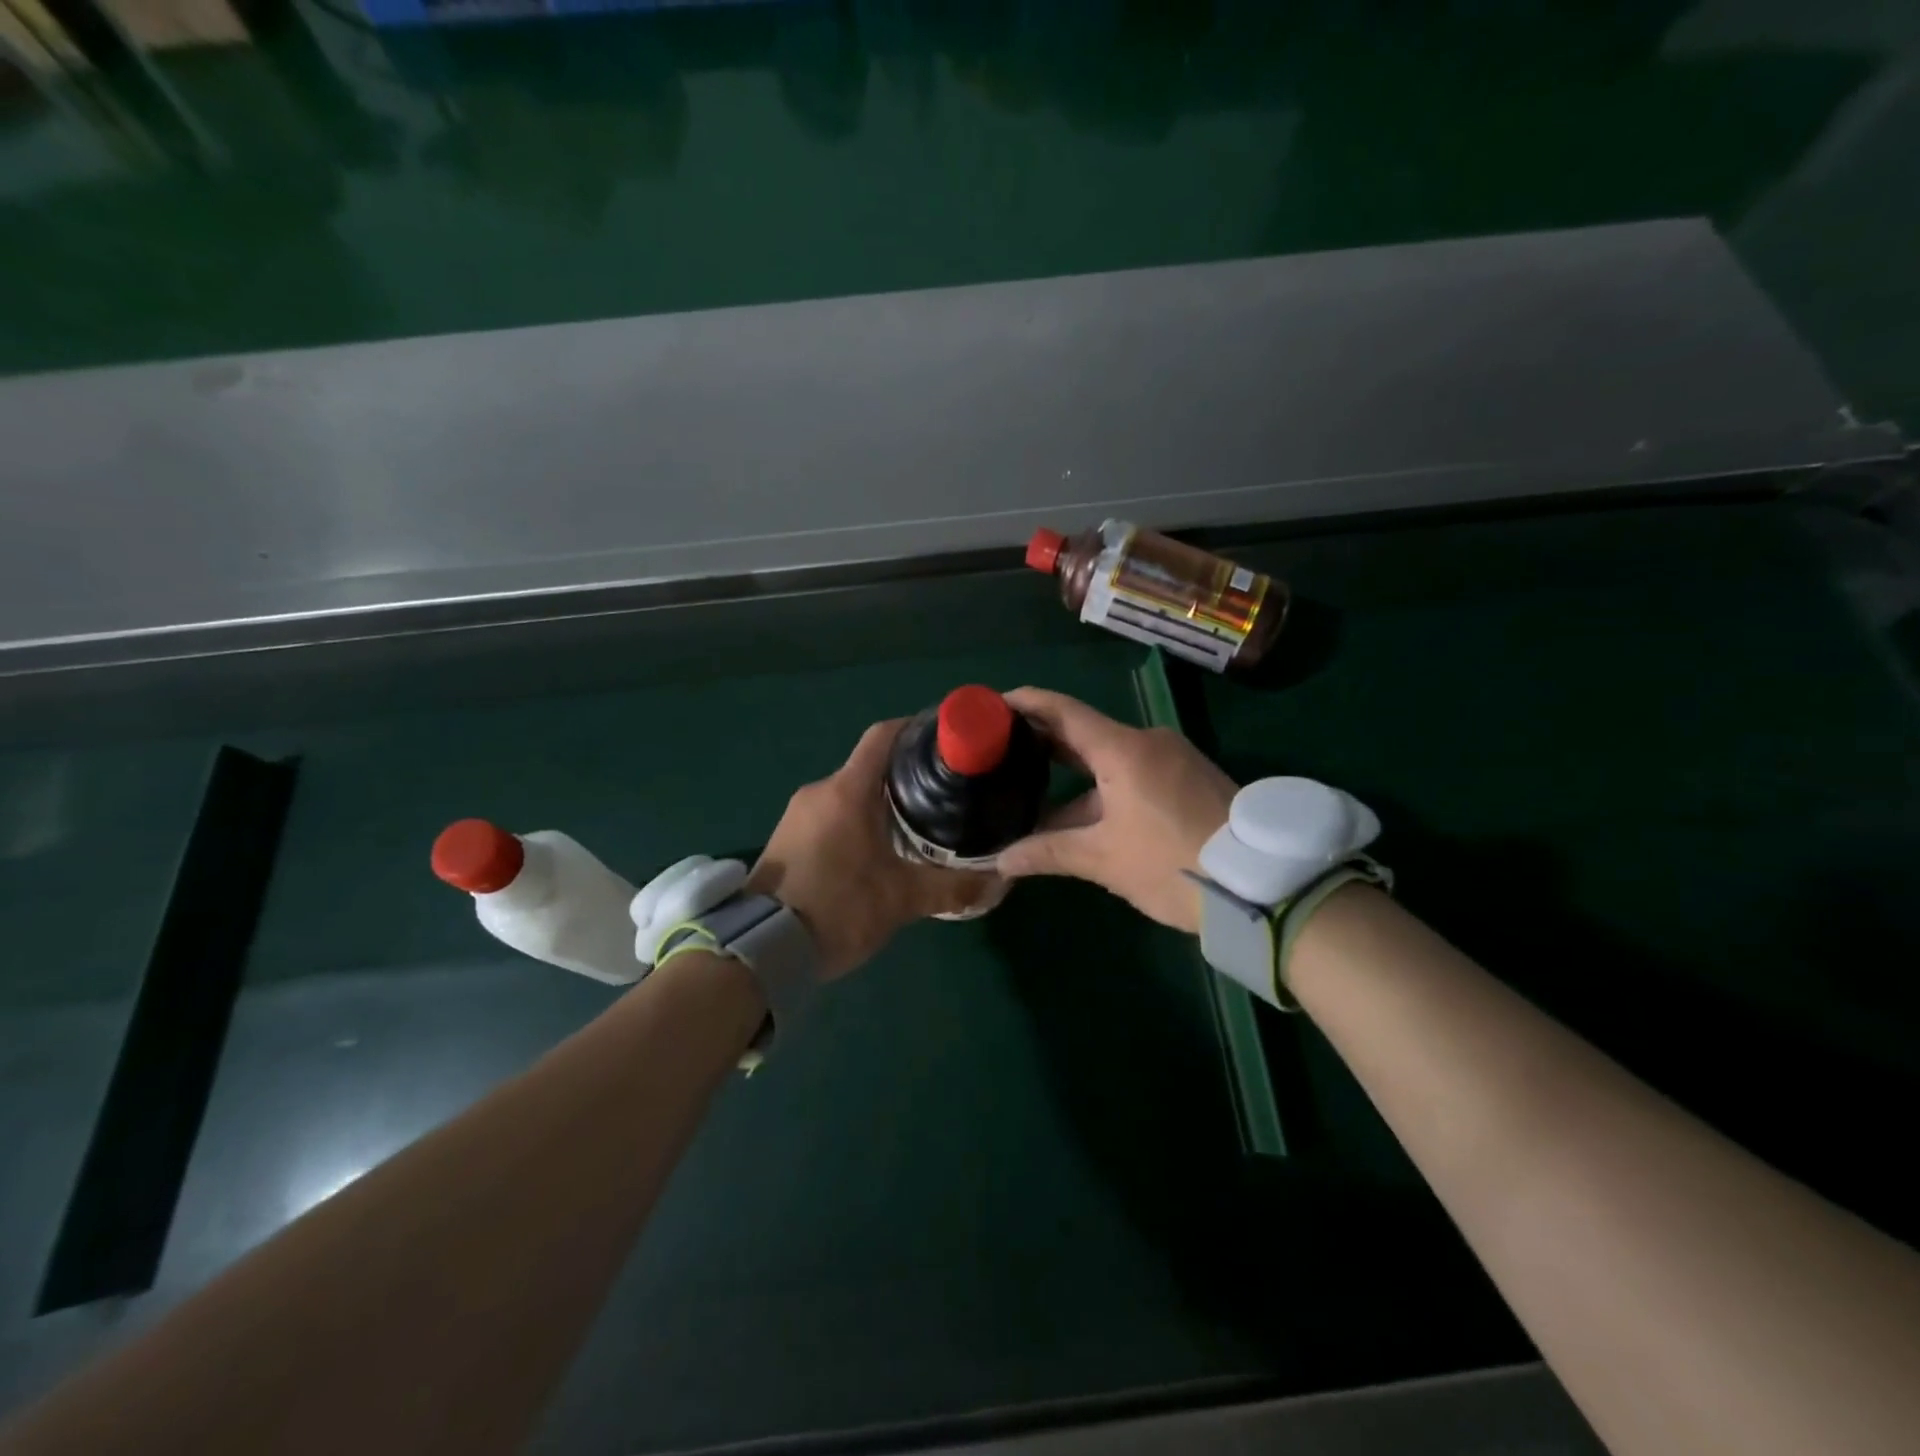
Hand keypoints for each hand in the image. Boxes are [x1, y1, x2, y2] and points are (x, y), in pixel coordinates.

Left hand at [746, 719, 996, 979]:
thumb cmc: (837, 909)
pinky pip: (831, 814)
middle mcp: (820, 791)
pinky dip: (858, 820)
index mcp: (847, 791)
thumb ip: (951, 887)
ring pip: (849, 793)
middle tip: (944, 793)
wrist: (760, 949)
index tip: (945, 739)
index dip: (915, 728)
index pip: (883, 736)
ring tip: (918, 823)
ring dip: (881, 802)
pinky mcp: (787, 837)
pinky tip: (879, 849)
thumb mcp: (901, 900)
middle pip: (869, 766)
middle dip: (906, 775)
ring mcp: (798, 814)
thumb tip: (998, 880)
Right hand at [995, 688, 1236, 933]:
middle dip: (1042, 741)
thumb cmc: (1173, 863)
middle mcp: (1147, 742)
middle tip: (999, 748)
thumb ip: (1048, 852)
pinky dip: (1101, 787)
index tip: (992, 703)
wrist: (1264, 886)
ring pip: (1108, 758)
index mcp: (1123, 749)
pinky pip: (1133, 772)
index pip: (1063, 711)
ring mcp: (1172, 759)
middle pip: (1084, 732)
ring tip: (1029, 788)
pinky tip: (1078, 813)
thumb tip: (999, 861)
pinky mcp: (1188, 779)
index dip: (1025, 702)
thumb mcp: (1105, 860)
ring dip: (1072, 775)